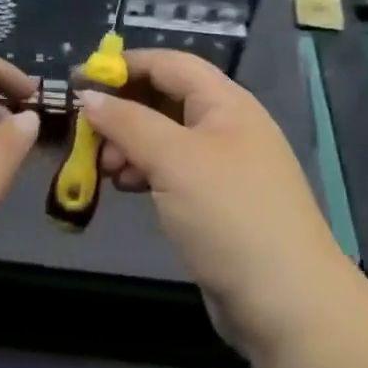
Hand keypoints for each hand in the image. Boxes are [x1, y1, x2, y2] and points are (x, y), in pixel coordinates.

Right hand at [80, 50, 350, 360]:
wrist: (287, 304)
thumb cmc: (229, 214)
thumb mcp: (173, 160)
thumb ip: (127, 122)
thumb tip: (88, 95)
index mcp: (225, 103)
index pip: (168, 64)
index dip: (124, 65)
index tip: (80, 79)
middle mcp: (226, 126)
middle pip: (165, 99)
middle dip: (123, 110)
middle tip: (87, 132)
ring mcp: (224, 166)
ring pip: (165, 138)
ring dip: (130, 144)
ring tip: (103, 166)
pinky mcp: (217, 203)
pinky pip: (172, 171)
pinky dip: (145, 171)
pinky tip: (125, 186)